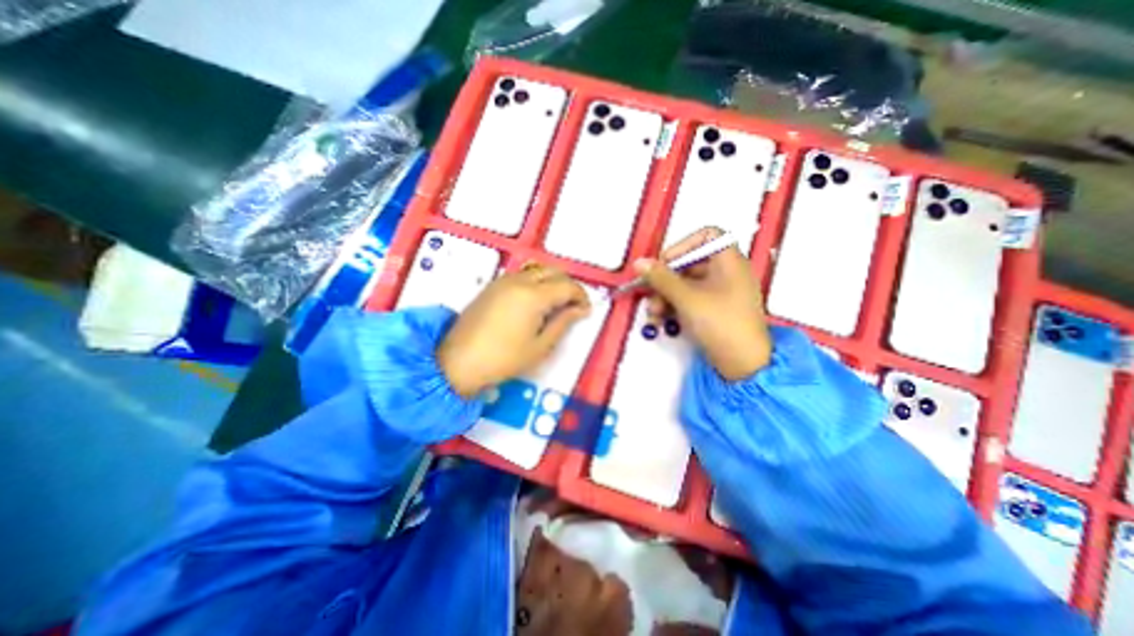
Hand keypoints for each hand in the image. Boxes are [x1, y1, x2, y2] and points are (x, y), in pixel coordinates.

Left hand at [436, 262, 588, 397]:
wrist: (458, 361)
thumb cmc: (504, 359)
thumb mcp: (540, 346)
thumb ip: (563, 323)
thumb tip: (580, 309)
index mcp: (534, 296)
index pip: (567, 285)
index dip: (581, 296)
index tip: (586, 310)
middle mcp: (520, 280)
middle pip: (553, 271)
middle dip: (568, 285)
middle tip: (573, 306)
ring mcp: (504, 280)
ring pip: (537, 270)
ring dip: (552, 281)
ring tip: (556, 304)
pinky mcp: (493, 285)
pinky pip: (522, 275)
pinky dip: (536, 282)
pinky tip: (535, 301)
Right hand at [637, 227, 771, 379]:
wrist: (743, 364)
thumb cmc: (719, 323)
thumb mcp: (686, 298)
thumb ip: (661, 278)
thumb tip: (639, 263)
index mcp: (728, 261)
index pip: (706, 236)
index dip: (683, 245)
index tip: (664, 263)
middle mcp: (726, 272)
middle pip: (689, 263)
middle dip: (665, 280)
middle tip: (650, 295)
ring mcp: (720, 292)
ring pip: (686, 284)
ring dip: (665, 297)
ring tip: (654, 315)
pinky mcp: (714, 310)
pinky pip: (690, 299)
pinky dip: (675, 307)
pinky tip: (662, 321)